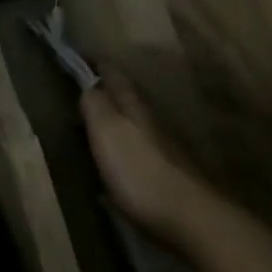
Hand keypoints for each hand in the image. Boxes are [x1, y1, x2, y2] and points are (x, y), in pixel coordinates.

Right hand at [80, 78, 219, 247]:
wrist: (186, 215)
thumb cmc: (138, 170)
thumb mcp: (107, 131)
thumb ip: (95, 105)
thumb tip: (88, 83)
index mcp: (132, 108)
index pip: (115, 76)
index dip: (100, 65)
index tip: (85, 56)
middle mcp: (150, 122)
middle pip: (127, 99)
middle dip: (109, 90)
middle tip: (87, 87)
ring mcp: (161, 149)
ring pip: (135, 125)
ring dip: (116, 121)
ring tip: (96, 124)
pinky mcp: (165, 176)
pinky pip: (138, 154)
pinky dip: (123, 150)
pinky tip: (114, 165)